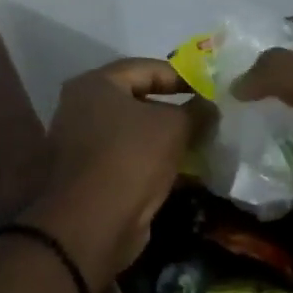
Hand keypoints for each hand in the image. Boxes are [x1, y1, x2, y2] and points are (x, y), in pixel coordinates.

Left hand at [23, 59, 196, 291]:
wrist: (93, 224)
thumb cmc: (131, 159)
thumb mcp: (174, 127)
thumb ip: (196, 110)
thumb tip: (210, 104)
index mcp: (95, 85)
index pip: (146, 68)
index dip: (182, 77)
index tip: (211, 91)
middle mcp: (82, 108)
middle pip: (138, 100)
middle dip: (175, 109)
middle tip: (208, 117)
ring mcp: (82, 143)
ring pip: (134, 132)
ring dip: (166, 138)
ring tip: (201, 144)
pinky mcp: (90, 175)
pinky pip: (129, 158)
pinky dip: (154, 161)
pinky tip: (183, 170)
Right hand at [235, 16, 292, 259]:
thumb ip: (279, 72)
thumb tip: (236, 83)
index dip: (284, 26)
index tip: (244, 42)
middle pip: (291, 79)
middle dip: (255, 80)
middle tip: (215, 90)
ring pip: (284, 122)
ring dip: (253, 125)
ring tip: (214, 130)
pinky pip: (286, 165)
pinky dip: (263, 168)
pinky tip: (235, 170)